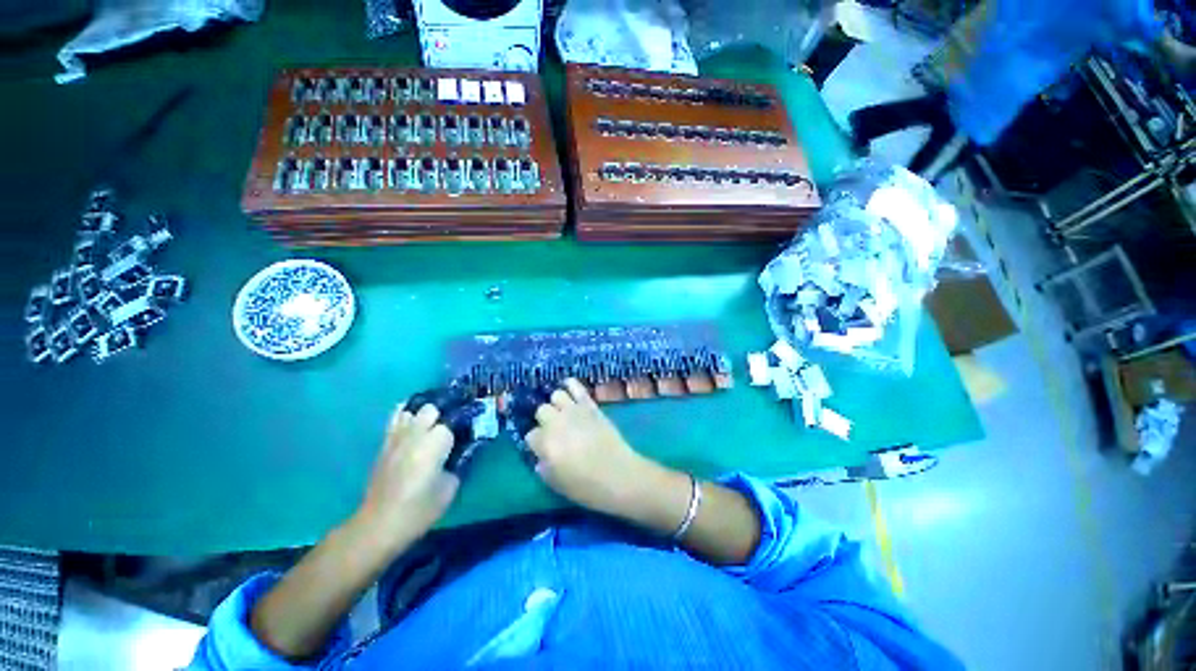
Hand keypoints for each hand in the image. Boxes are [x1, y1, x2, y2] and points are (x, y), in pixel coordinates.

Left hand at [356, 404, 459, 546]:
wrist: (379, 524)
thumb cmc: (420, 508)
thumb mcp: (450, 487)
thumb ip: (461, 461)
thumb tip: (466, 447)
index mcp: (435, 442)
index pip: (455, 417)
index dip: (466, 418)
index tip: (475, 420)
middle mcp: (415, 433)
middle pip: (432, 408)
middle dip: (444, 413)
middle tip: (454, 425)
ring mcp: (397, 436)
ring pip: (412, 408)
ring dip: (424, 413)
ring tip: (434, 422)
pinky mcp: (384, 443)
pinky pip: (396, 418)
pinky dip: (407, 415)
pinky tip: (415, 424)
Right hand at [525, 379, 652, 516]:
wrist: (619, 475)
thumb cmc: (586, 487)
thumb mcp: (556, 484)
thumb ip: (543, 468)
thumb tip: (541, 457)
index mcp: (545, 444)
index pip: (530, 435)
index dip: (536, 442)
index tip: (542, 448)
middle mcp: (556, 423)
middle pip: (541, 410)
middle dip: (544, 420)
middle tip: (553, 430)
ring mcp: (574, 410)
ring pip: (555, 395)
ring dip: (556, 403)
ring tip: (562, 412)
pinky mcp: (590, 405)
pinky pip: (576, 386)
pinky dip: (570, 385)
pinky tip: (568, 388)